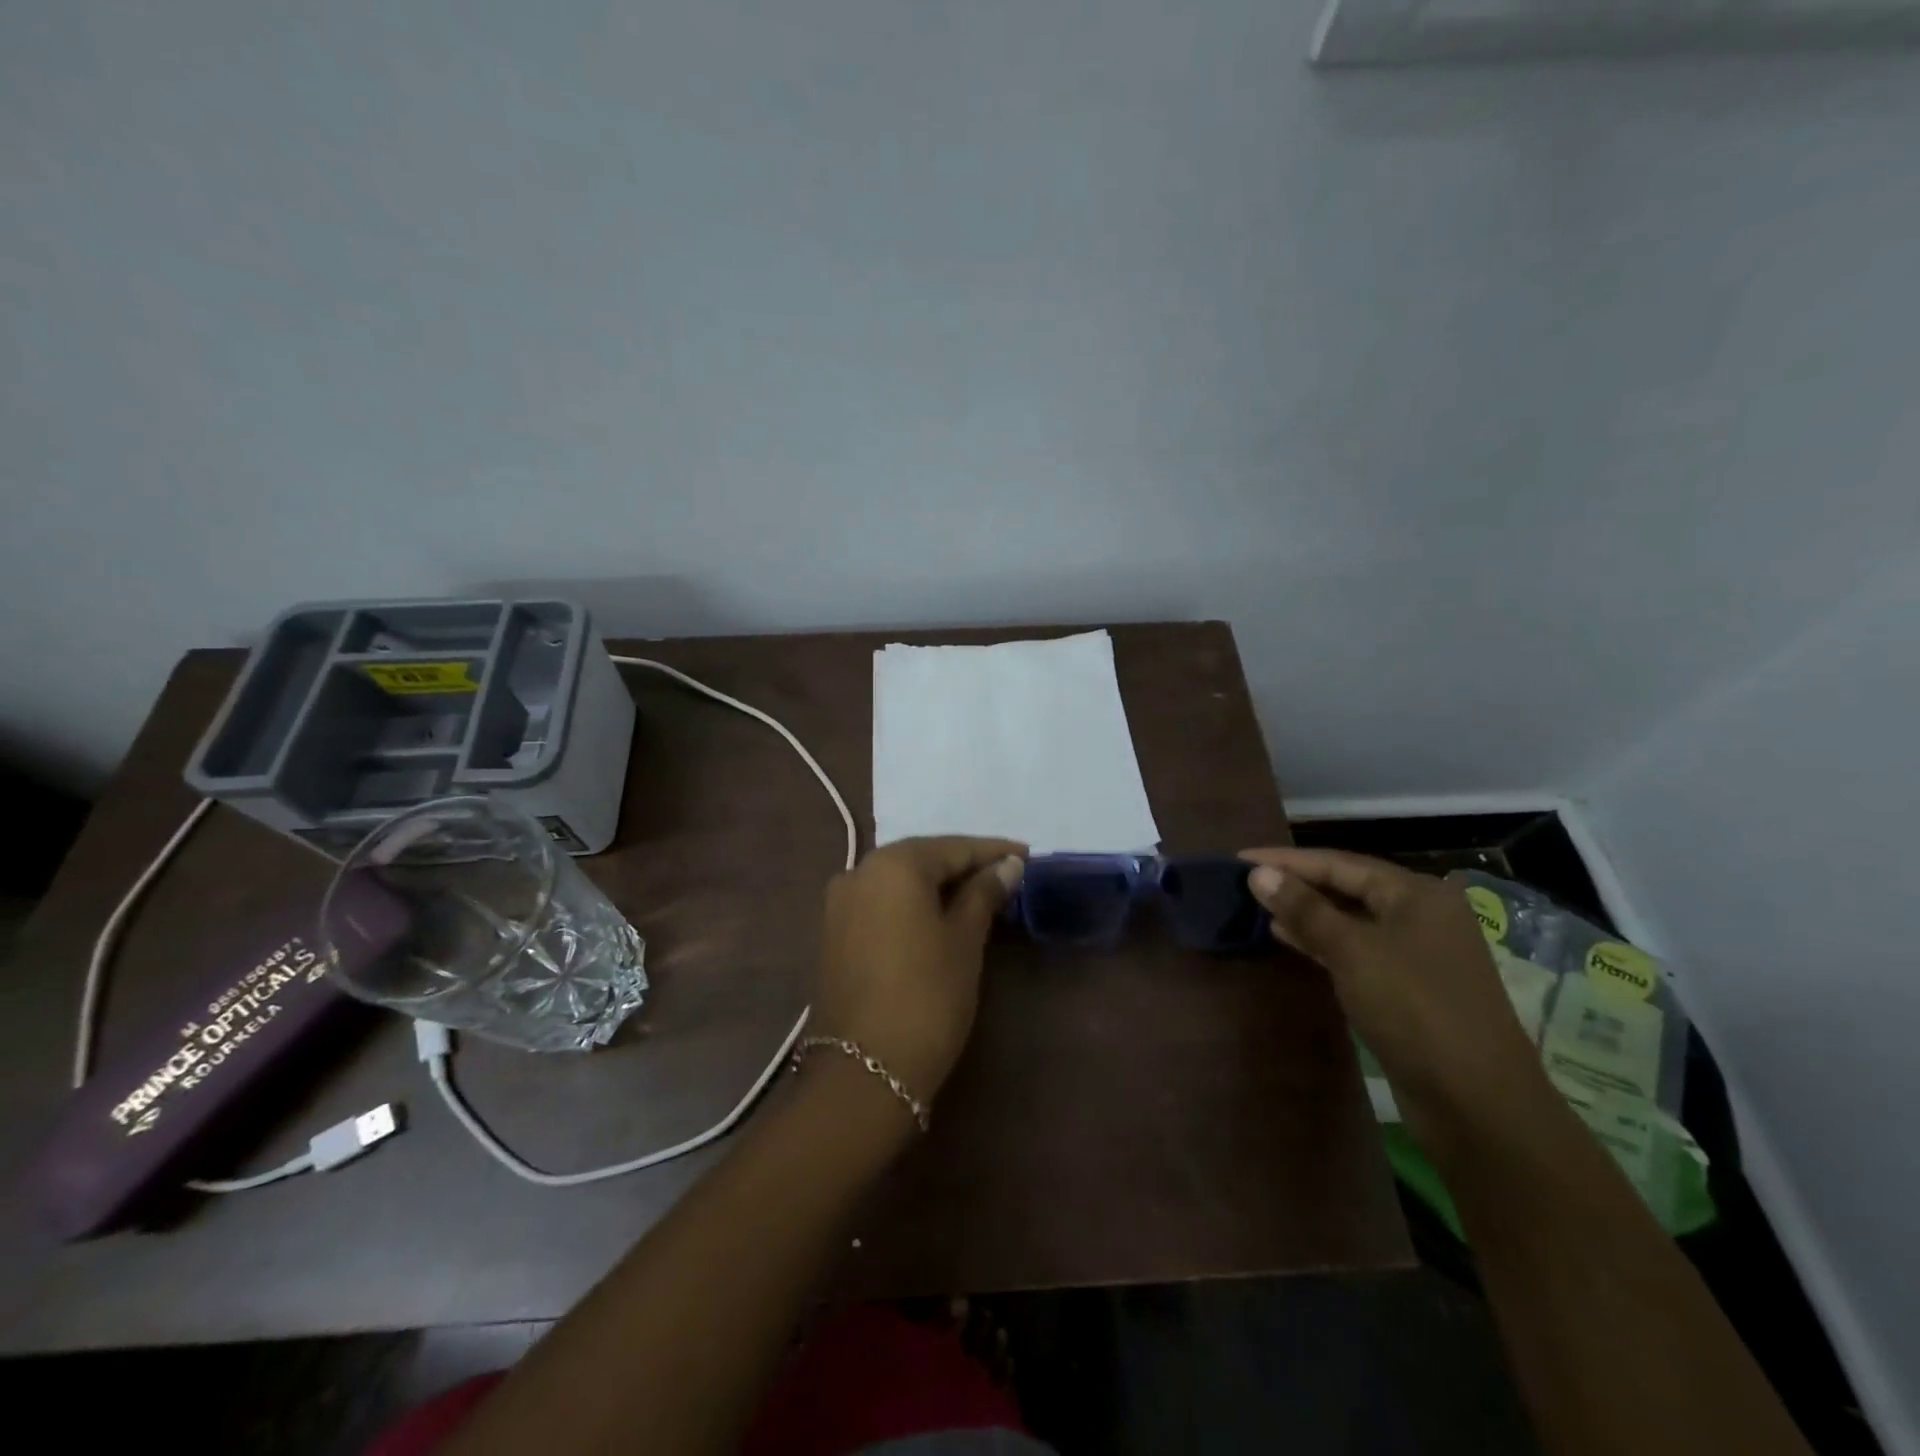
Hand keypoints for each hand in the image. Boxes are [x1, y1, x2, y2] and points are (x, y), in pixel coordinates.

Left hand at [811, 836, 1025, 1106]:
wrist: (862, 1072)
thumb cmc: (927, 996)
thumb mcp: (964, 940)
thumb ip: (984, 894)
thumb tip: (1008, 866)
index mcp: (892, 864)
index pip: (952, 847)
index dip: (992, 851)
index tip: (1026, 855)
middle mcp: (859, 871)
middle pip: (922, 859)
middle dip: (964, 866)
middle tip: (1007, 875)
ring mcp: (840, 903)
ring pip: (900, 881)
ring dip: (938, 885)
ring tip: (980, 894)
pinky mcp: (834, 933)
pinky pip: (882, 903)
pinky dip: (913, 904)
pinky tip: (940, 915)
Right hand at [1240, 847, 1552, 1151]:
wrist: (1477, 1102)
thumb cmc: (1414, 1009)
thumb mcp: (1353, 951)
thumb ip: (1304, 909)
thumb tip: (1258, 873)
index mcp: (1416, 893)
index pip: (1338, 862)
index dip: (1286, 860)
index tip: (1239, 859)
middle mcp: (1420, 914)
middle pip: (1347, 886)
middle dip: (1296, 883)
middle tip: (1247, 881)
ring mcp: (1417, 952)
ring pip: (1350, 919)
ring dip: (1306, 912)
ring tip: (1258, 906)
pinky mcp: (1408, 986)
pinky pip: (1356, 949)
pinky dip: (1322, 941)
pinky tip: (1288, 938)